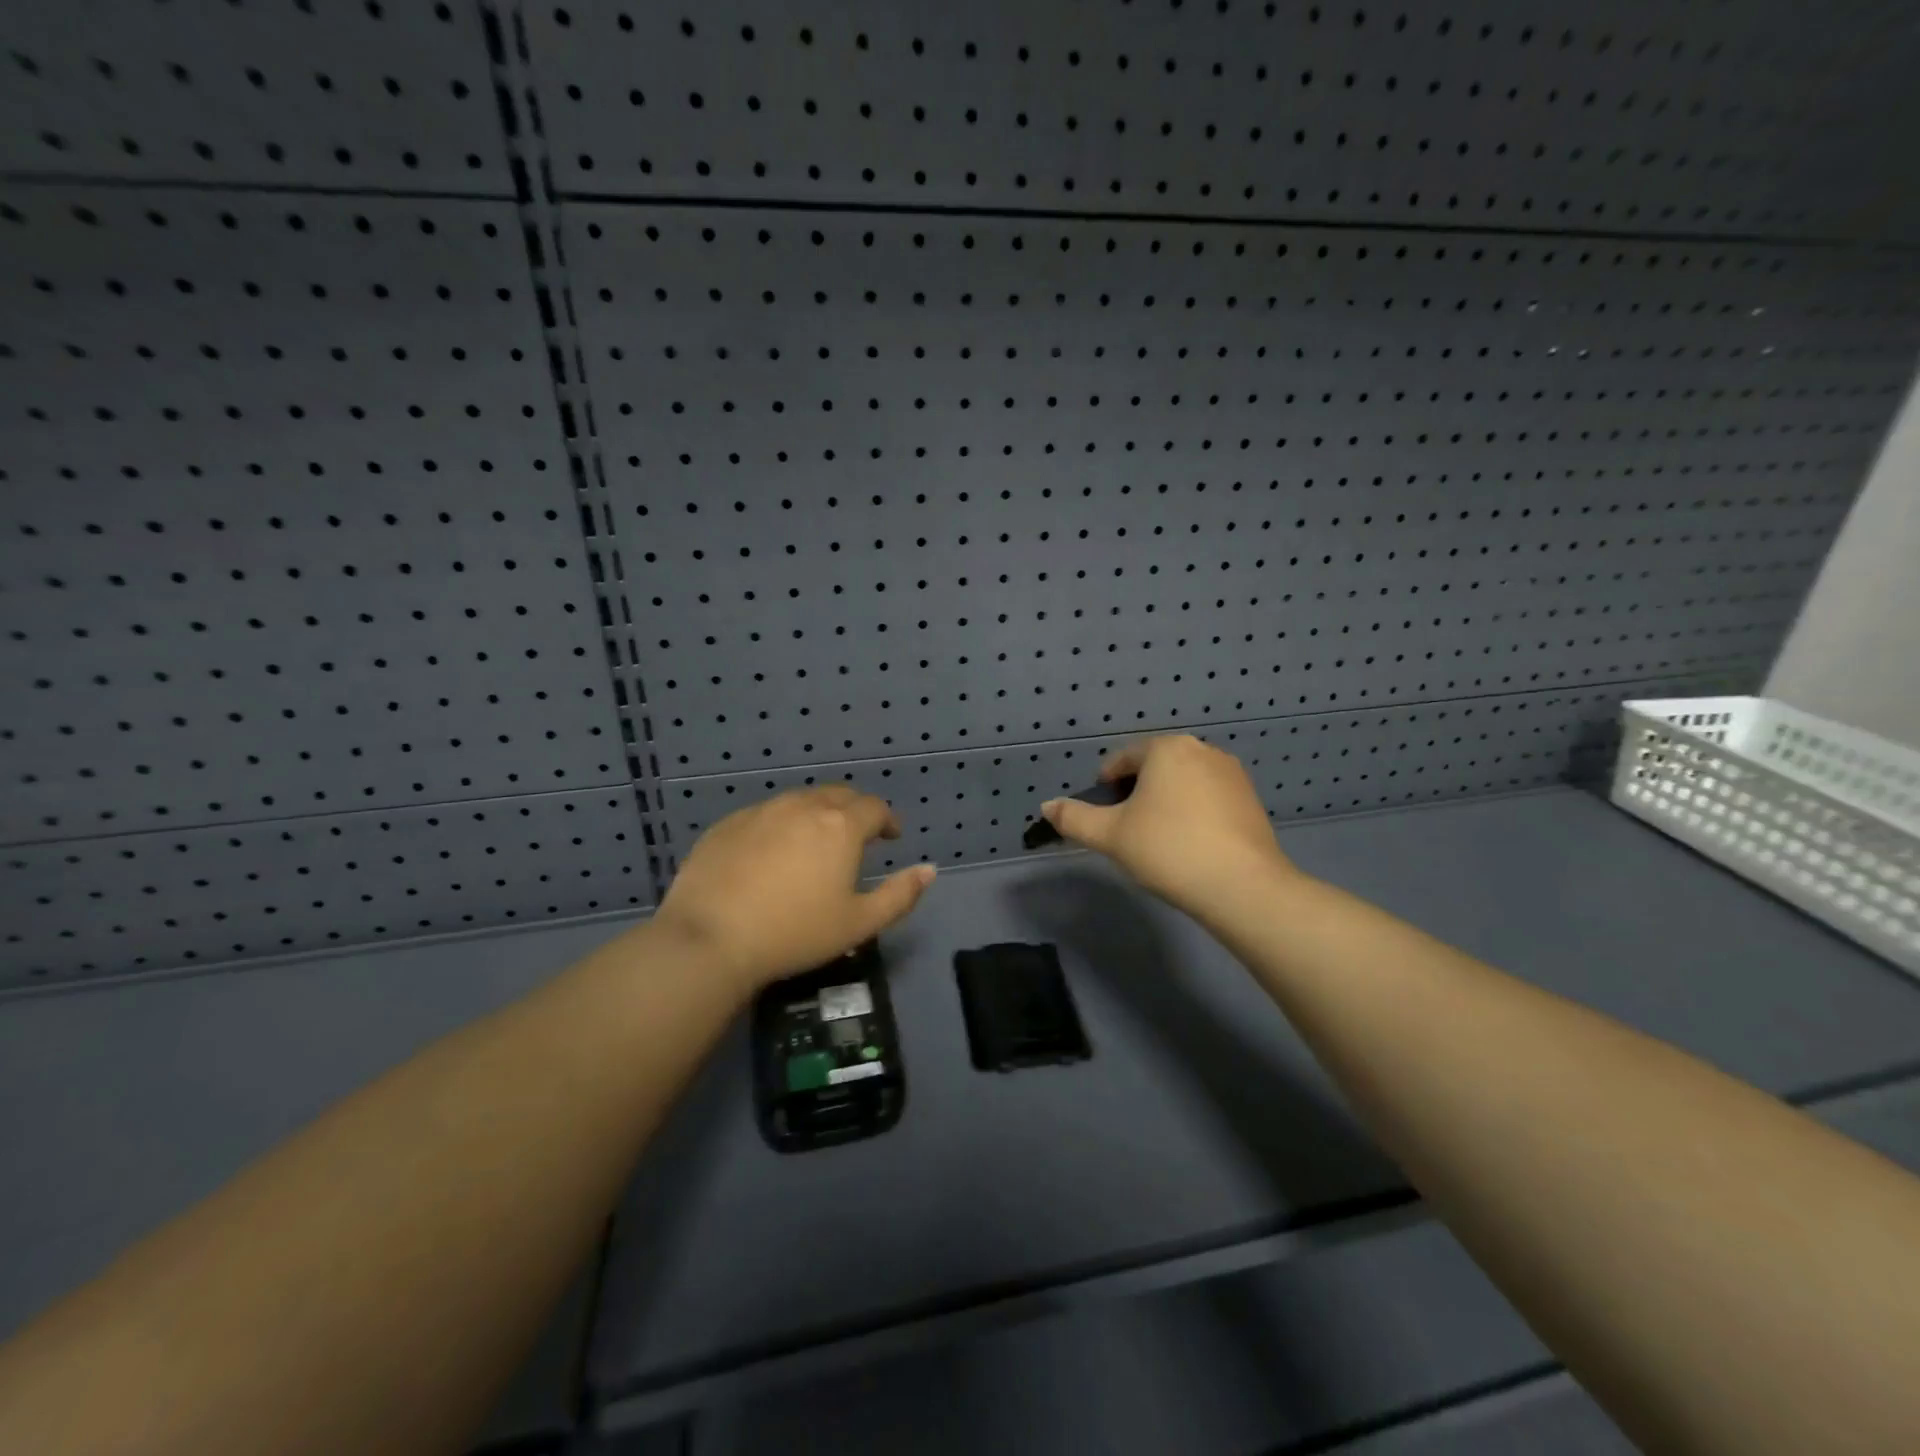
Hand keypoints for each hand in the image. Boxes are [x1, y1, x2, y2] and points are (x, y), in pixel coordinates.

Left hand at [654, 786, 935, 990]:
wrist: (710, 938)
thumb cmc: (795, 933)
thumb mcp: (858, 923)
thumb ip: (900, 895)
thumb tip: (929, 870)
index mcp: (840, 825)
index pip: (874, 808)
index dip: (887, 820)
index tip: (891, 837)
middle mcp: (802, 806)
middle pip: (837, 795)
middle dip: (854, 811)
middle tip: (857, 836)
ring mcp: (761, 812)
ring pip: (799, 801)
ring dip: (816, 814)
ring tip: (815, 843)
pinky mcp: (727, 825)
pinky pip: (765, 815)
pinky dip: (779, 826)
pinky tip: (771, 855)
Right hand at [1040, 736, 1293, 915]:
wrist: (1242, 886)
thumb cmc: (1168, 850)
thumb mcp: (1110, 835)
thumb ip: (1074, 818)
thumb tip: (1046, 806)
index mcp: (1166, 748)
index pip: (1122, 759)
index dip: (1105, 786)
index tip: (1103, 817)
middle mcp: (1202, 750)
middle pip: (1154, 767)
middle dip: (1136, 793)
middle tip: (1128, 831)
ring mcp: (1232, 773)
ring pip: (1183, 782)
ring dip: (1165, 802)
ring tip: (1159, 840)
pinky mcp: (1251, 799)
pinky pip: (1209, 797)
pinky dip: (1193, 812)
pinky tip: (1190, 845)